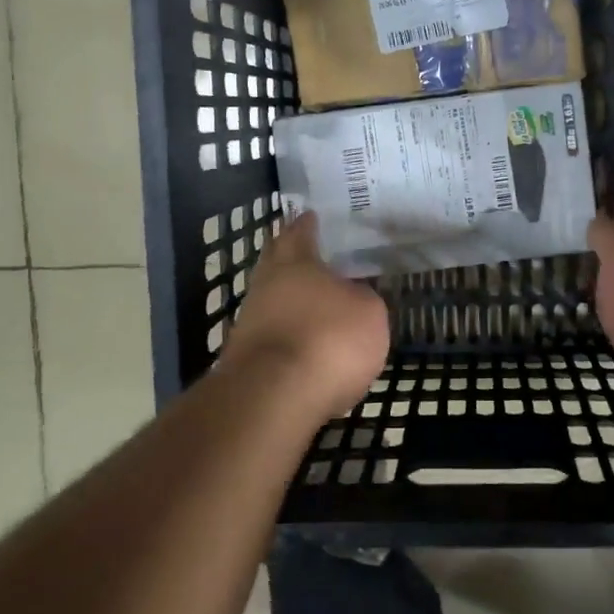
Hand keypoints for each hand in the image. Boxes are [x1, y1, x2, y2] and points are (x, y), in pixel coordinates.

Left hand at [220, 212, 389, 421]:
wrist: (273, 397)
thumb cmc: (329, 339)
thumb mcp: (369, 313)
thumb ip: (362, 298)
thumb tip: (353, 296)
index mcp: (296, 262)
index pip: (300, 233)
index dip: (307, 225)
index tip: (310, 216)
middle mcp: (266, 284)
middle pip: (276, 262)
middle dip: (290, 257)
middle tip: (309, 254)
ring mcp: (249, 321)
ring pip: (271, 300)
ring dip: (289, 300)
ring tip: (314, 305)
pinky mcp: (244, 358)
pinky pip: (271, 334)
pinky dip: (286, 333)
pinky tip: (304, 343)